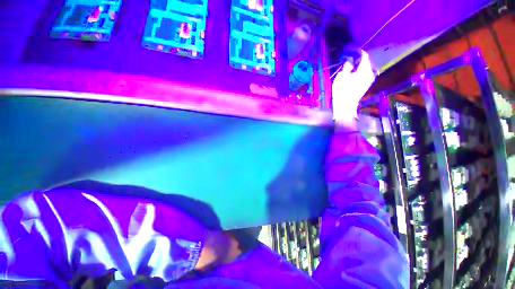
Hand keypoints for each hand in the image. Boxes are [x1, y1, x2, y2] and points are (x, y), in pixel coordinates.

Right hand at [332, 50, 375, 123]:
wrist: (345, 105)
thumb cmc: (342, 90)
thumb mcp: (341, 76)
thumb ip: (347, 66)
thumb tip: (349, 62)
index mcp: (364, 69)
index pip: (364, 56)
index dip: (357, 52)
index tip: (350, 50)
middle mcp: (369, 73)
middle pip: (365, 62)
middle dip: (358, 59)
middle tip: (349, 58)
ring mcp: (369, 79)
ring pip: (365, 68)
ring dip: (359, 66)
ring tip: (351, 65)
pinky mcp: (366, 85)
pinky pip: (364, 74)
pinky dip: (359, 71)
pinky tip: (353, 73)